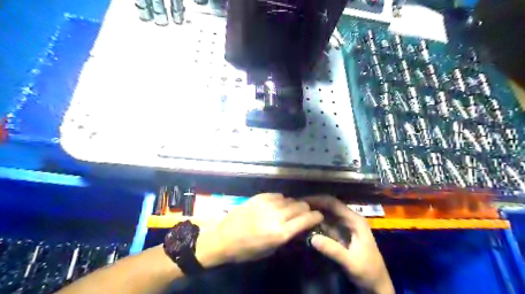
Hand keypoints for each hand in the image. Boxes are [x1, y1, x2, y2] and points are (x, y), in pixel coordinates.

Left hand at [211, 194, 324, 262]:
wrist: (223, 237)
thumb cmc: (247, 250)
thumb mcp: (270, 250)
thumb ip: (286, 236)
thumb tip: (299, 226)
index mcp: (280, 232)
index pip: (306, 219)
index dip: (316, 216)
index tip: (318, 216)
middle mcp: (276, 216)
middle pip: (300, 206)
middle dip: (306, 210)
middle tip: (304, 214)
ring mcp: (267, 204)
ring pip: (290, 199)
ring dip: (292, 205)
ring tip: (289, 210)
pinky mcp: (259, 197)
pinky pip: (277, 195)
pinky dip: (280, 200)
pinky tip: (277, 205)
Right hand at [303, 195, 392, 293]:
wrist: (376, 284)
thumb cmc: (367, 271)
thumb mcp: (351, 262)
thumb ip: (333, 250)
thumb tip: (312, 238)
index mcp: (355, 220)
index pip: (334, 204)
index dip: (318, 200)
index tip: (302, 201)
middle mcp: (349, 219)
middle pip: (329, 205)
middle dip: (313, 204)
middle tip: (296, 206)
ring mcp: (345, 225)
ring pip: (326, 213)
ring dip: (313, 212)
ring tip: (297, 212)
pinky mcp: (340, 232)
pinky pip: (326, 223)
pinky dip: (316, 222)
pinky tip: (305, 223)